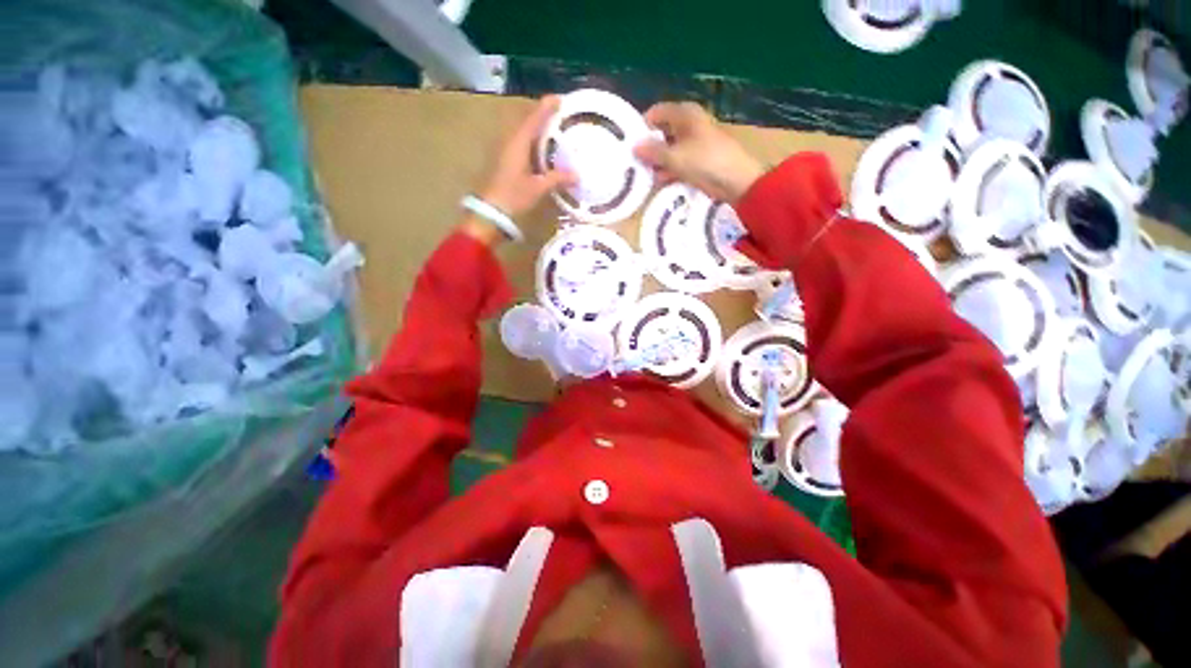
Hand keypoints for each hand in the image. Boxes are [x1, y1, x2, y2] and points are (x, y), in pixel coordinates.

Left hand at [479, 96, 574, 218]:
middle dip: (543, 117)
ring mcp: (505, 152)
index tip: (559, 98)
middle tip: (559, 116)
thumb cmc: (513, 196)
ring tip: (553, 132)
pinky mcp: (504, 162)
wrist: (490, 212)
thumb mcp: (538, 188)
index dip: (546, 107)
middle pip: (527, 123)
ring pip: (523, 134)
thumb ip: (557, 179)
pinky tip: (541, 152)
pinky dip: (533, 143)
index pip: (534, 119)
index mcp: (518, 143)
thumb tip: (577, 175)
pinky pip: (521, 145)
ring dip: (537, 131)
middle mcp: (510, 142)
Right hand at [633, 102, 763, 202]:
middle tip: (634, 162)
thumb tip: (634, 146)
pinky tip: (658, 181)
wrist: (736, 181)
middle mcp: (689, 124)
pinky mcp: (698, 160)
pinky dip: (668, 169)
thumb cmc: (705, 162)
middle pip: (662, 131)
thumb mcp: (675, 157)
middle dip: (649, 147)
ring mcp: (694, 143)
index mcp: (685, 114)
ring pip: (670, 148)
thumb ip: (653, 152)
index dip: (643, 125)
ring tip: (643, 175)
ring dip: (658, 161)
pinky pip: (678, 161)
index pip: (657, 112)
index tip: (629, 143)